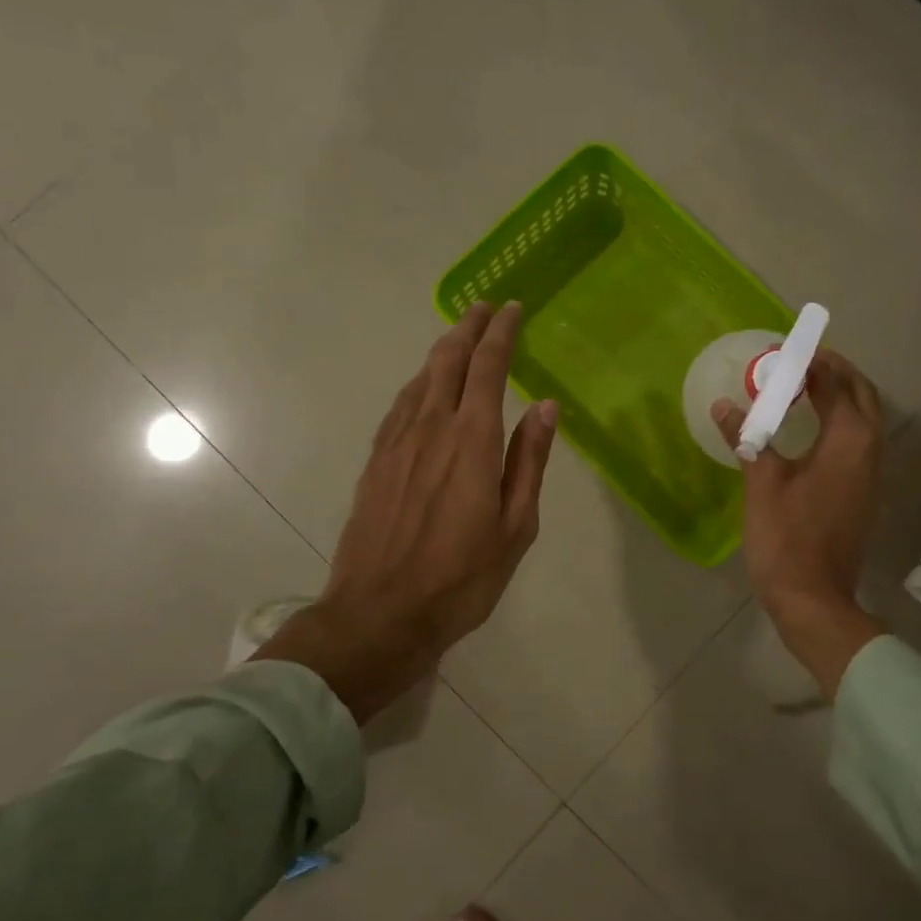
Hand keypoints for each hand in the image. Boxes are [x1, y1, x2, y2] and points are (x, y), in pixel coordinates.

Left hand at [257, 303, 556, 722]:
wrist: (379, 613)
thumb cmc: (461, 578)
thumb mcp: (515, 526)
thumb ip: (528, 461)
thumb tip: (546, 406)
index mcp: (471, 440)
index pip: (487, 367)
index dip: (501, 333)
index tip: (513, 309)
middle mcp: (430, 428)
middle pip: (447, 360)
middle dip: (468, 327)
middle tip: (485, 307)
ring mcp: (396, 442)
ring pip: (420, 378)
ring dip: (442, 350)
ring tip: (458, 337)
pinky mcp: (375, 461)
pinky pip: (400, 405)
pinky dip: (419, 383)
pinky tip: (424, 387)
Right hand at [713, 347, 886, 695]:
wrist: (814, 599)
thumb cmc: (786, 538)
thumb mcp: (761, 483)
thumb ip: (747, 437)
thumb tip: (724, 405)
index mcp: (848, 441)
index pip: (836, 384)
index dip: (813, 362)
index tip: (785, 349)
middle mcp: (869, 450)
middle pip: (861, 395)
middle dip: (835, 372)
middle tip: (800, 361)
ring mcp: (870, 473)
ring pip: (865, 418)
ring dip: (840, 394)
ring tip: (804, 385)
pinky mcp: (863, 491)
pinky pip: (858, 439)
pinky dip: (840, 420)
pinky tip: (810, 426)